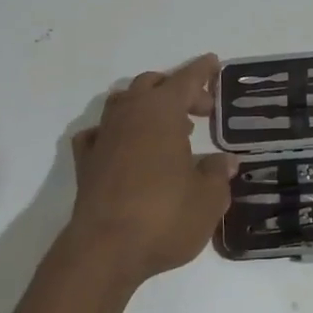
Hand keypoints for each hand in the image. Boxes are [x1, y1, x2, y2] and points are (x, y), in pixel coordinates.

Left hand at [63, 55, 237, 289]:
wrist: (104, 251)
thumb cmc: (164, 217)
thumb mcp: (208, 199)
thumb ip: (218, 174)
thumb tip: (226, 161)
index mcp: (161, 113)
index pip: (185, 80)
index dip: (201, 71)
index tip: (213, 62)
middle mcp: (129, 115)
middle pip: (151, 85)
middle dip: (177, 90)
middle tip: (201, 109)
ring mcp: (103, 137)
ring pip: (123, 103)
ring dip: (146, 106)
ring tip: (168, 128)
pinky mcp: (86, 163)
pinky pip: (100, 133)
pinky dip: (117, 132)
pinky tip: (126, 147)